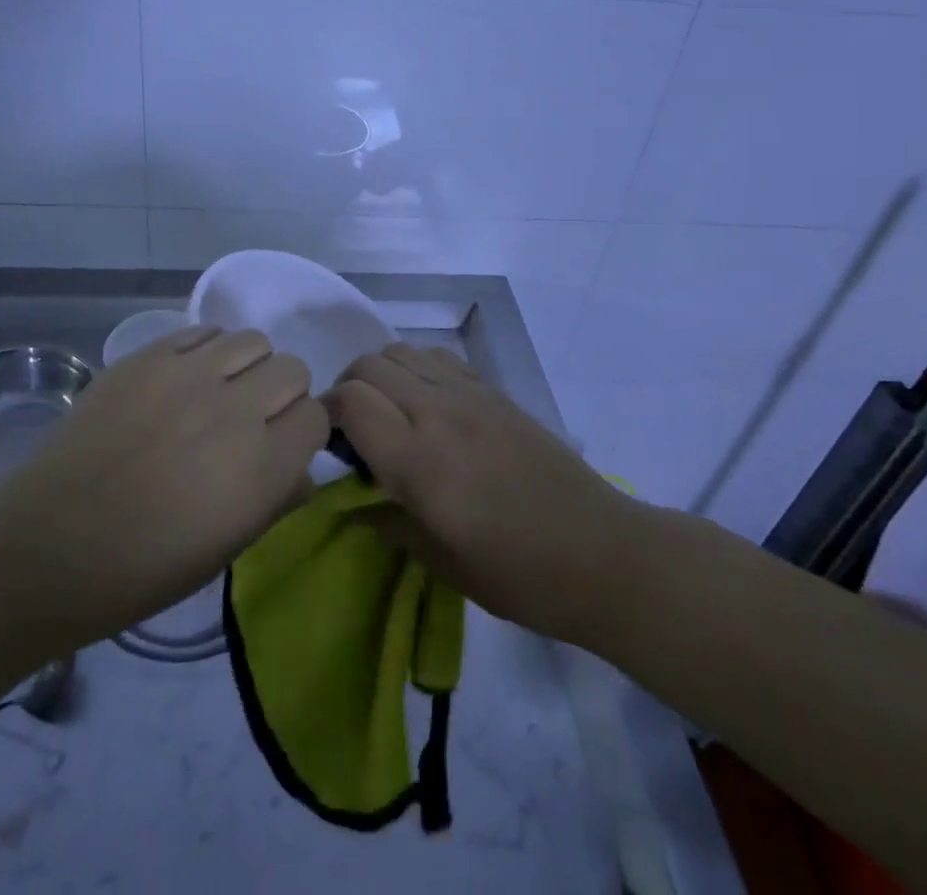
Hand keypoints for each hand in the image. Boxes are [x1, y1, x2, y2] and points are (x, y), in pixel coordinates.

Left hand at [0, 326, 326, 653]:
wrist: (50, 544)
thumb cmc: (143, 568)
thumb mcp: (227, 548)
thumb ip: (277, 500)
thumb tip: (301, 470)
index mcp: (262, 468)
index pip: (316, 417)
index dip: (303, 433)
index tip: (282, 447)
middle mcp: (236, 409)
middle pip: (293, 369)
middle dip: (282, 394)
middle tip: (251, 420)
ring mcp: (189, 374)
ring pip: (253, 340)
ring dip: (248, 367)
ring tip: (218, 393)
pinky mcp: (149, 356)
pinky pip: (204, 331)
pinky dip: (208, 351)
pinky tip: (185, 379)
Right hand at [330, 344, 633, 647]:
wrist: (601, 554)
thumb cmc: (517, 574)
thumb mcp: (440, 562)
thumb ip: (385, 520)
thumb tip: (348, 499)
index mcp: (420, 460)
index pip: (351, 400)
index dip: (326, 413)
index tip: (326, 442)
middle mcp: (439, 412)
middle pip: (370, 364)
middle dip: (347, 388)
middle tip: (352, 429)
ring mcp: (470, 395)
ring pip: (402, 351)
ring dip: (381, 373)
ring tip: (387, 411)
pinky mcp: (494, 391)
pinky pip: (439, 359)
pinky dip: (417, 369)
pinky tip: (427, 405)